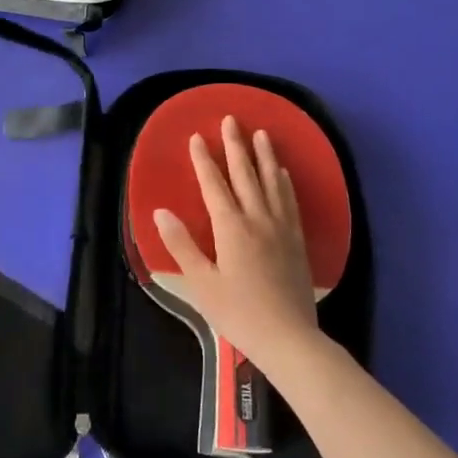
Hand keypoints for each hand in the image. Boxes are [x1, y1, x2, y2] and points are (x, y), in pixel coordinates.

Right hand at [152, 115, 321, 370]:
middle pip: (245, 175)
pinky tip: (283, 173)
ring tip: (262, 134)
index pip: (214, 185)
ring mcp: (281, 228)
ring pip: (271, 182)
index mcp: (231, 228)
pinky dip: (284, 182)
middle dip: (236, 146)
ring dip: (265, 156)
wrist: (289, 337)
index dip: (204, 160)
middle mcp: (257, 219)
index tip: (197, 136)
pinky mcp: (296, 240)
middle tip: (231, 119)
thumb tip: (161, 211)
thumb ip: (182, 245)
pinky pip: (290, 201)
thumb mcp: (202, 283)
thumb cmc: (238, 313)